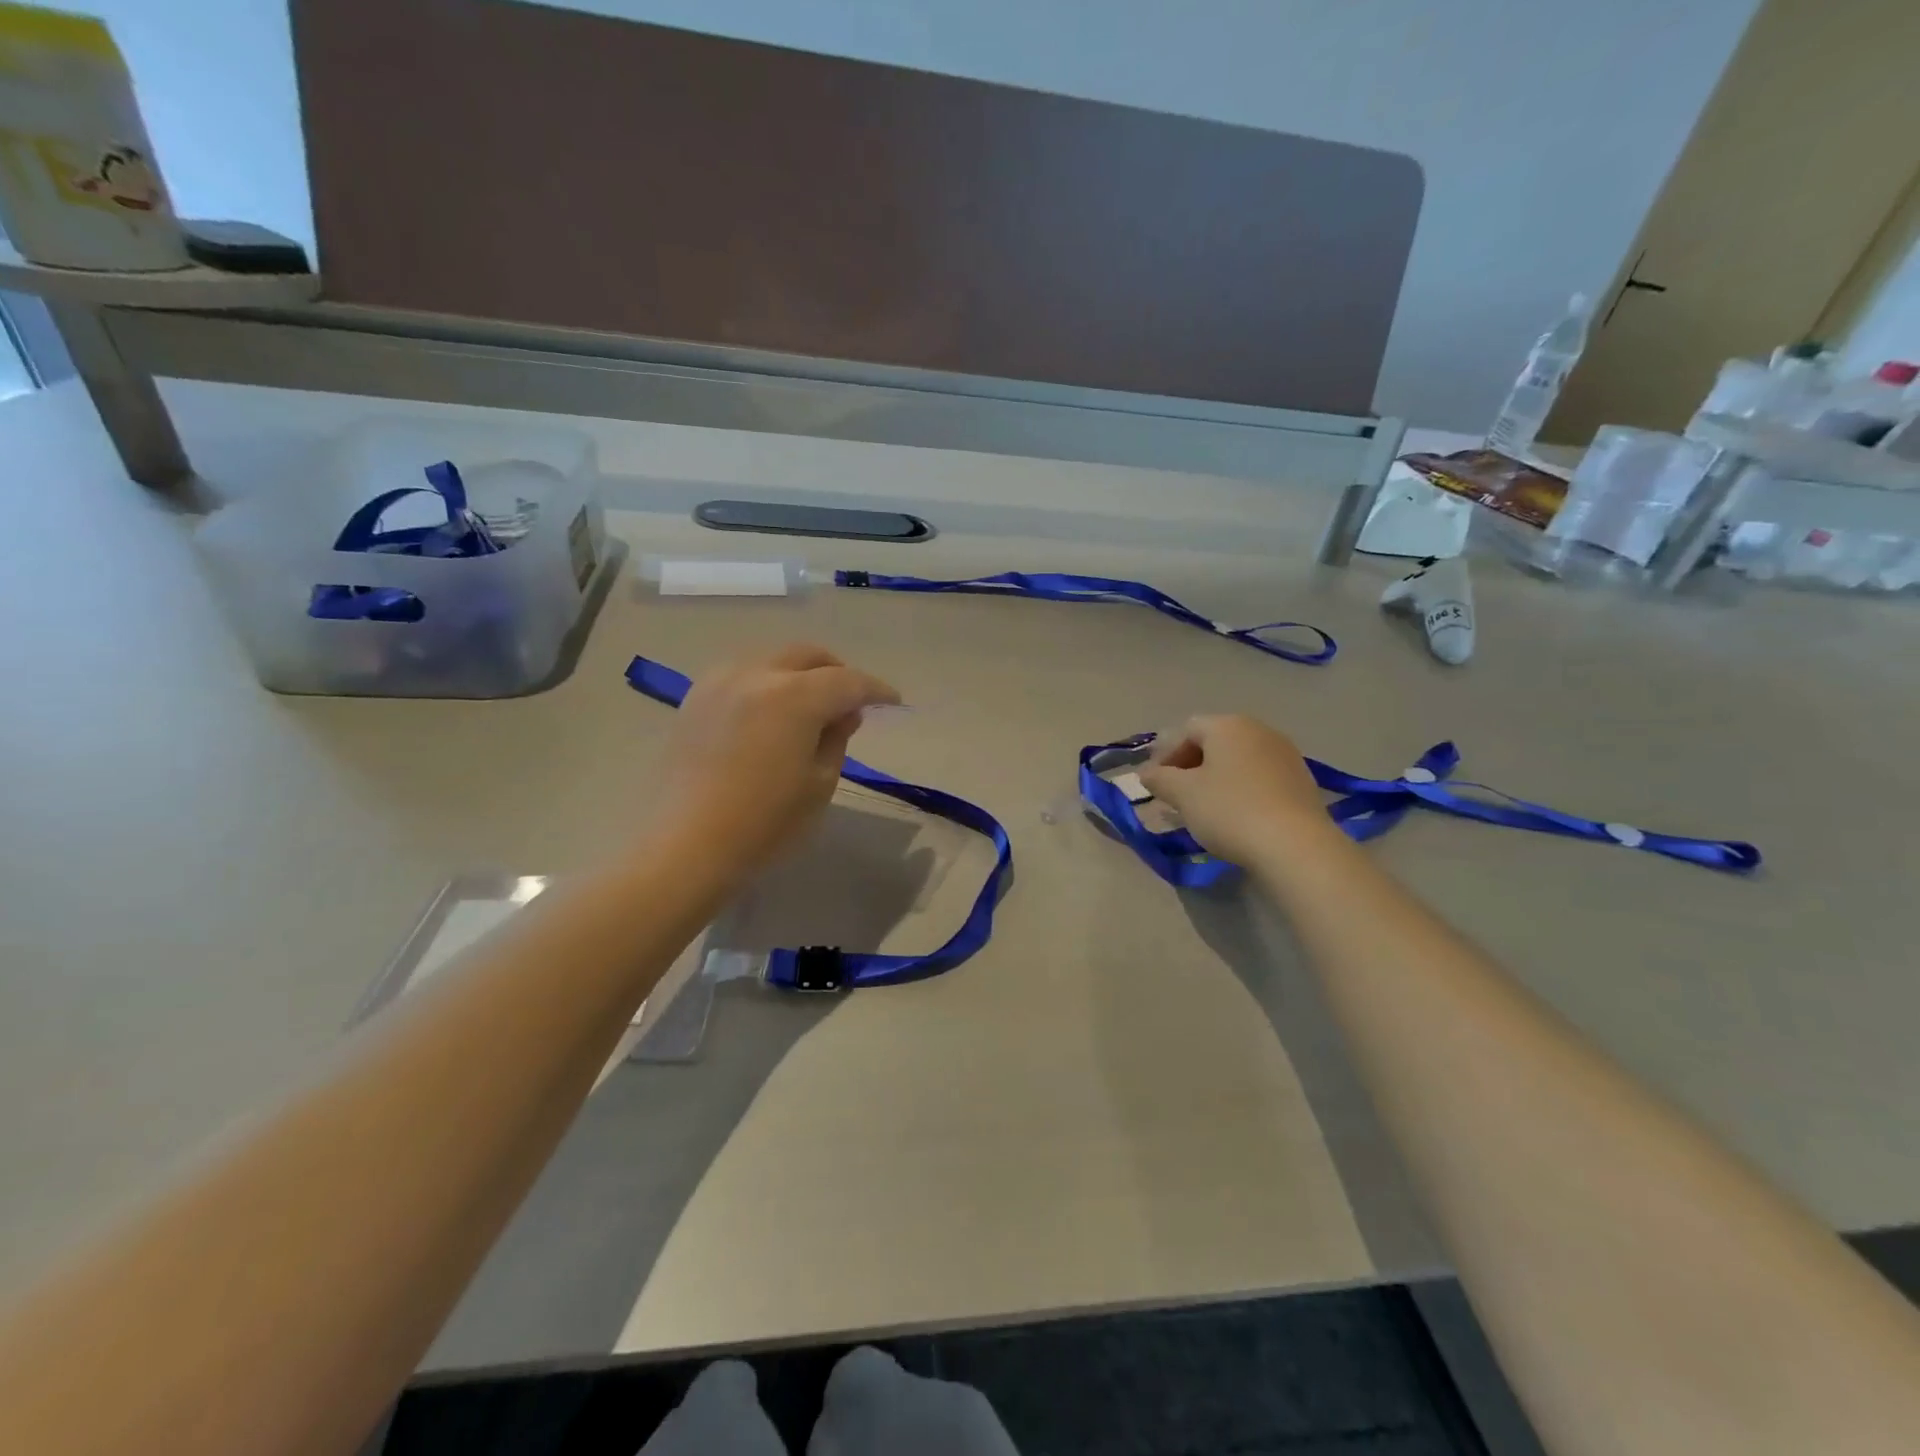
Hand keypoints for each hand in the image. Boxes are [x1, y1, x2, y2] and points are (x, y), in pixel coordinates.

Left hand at [653, 644, 899, 873]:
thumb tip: (843, 714)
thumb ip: (837, 738)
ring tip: (811, 706)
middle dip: (837, 672)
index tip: (893, 702)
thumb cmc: (764, 822)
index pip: (848, 681)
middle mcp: (757, 675)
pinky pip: (742, 675)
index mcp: (794, 696)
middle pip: (808, 656)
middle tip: (852, 701)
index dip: (875, 690)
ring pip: (773, 660)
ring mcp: (720, 683)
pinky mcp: (695, 699)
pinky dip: (767, 683)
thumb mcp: (819, 784)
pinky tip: (770, 712)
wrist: (685, 846)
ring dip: (800, 674)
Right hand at [1138, 714, 1335, 866]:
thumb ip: (1159, 779)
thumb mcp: (1183, 795)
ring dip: (1217, 778)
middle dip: (1191, 766)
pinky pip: (1260, 777)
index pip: (1187, 729)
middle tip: (1177, 795)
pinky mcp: (1302, 780)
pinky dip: (1242, 790)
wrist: (1295, 845)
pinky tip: (1236, 815)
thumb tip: (1146, 773)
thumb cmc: (1229, 810)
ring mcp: (1285, 754)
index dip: (1166, 754)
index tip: (1156, 783)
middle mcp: (1259, 730)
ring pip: (1238, 760)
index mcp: (1228, 726)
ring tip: (1205, 808)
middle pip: (1215, 742)